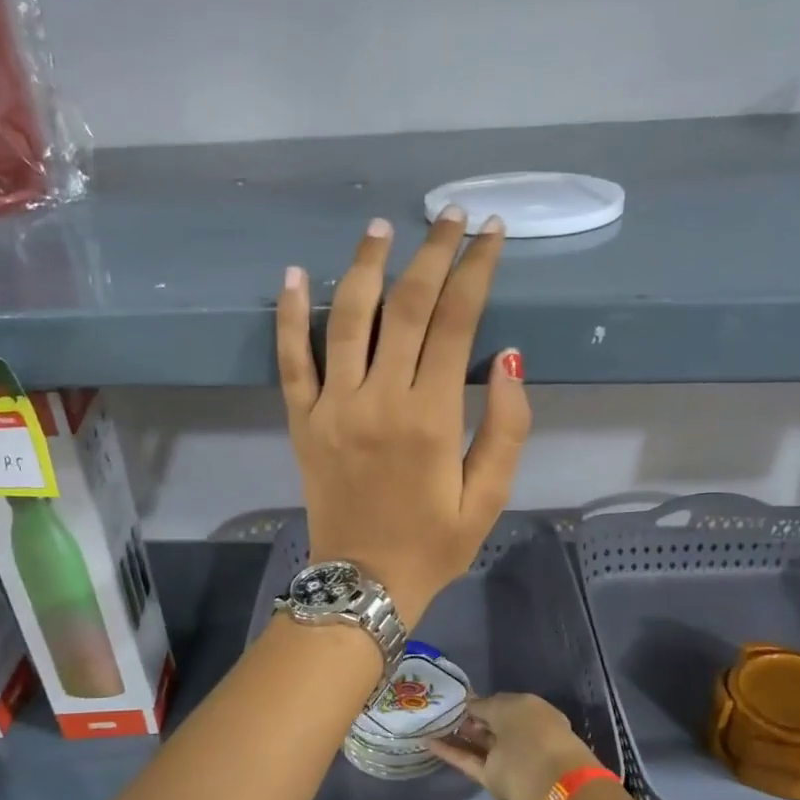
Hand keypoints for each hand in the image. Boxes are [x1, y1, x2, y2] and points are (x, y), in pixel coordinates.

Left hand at [276, 209, 530, 621]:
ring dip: (364, 266)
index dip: (476, 269)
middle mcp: (379, 399)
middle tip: (447, 216)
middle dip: (431, 253)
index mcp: (431, 417)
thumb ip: (507, 428)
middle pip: (407, 306)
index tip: (489, 233)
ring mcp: (332, 407)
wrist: (363, 583)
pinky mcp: (301, 421)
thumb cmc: (434, 544)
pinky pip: (290, 360)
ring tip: (380, 228)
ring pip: (346, 318)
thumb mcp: (489, 498)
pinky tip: (292, 275)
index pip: (457, 322)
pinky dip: (288, 315)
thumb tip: (510, 357)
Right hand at [429, 693, 602, 799]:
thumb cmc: (531, 731)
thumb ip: (485, 705)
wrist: (545, 781)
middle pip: (491, 726)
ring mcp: (508, 759)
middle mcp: (522, 736)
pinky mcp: (493, 780)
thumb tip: (472, 705)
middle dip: (469, 719)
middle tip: (440, 710)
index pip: (503, 705)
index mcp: (534, 714)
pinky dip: (450, 752)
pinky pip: (469, 761)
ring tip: (430, 724)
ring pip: (479, 744)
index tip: (458, 699)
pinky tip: (428, 742)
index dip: (482, 702)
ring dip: (457, 735)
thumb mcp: (507, 706)